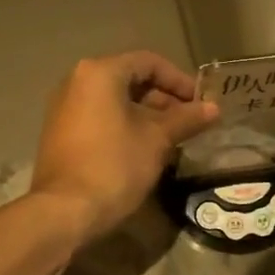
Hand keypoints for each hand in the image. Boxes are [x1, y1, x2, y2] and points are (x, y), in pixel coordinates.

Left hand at [30, 52, 217, 244]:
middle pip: (130, 79)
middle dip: (163, 99)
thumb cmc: (114, 165)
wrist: (65, 211)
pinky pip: (99, 117)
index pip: (148, 62)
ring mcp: (64, 108)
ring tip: (172, 138)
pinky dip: (124, 125)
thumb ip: (186, 119)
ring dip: (146, 115)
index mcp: (99, 73)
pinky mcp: (60, 132)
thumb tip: (213, 108)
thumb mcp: (157, 140)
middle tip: (189, 123)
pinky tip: (144, 149)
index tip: (200, 103)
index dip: (179, 80)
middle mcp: (76, 81)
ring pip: (114, 100)